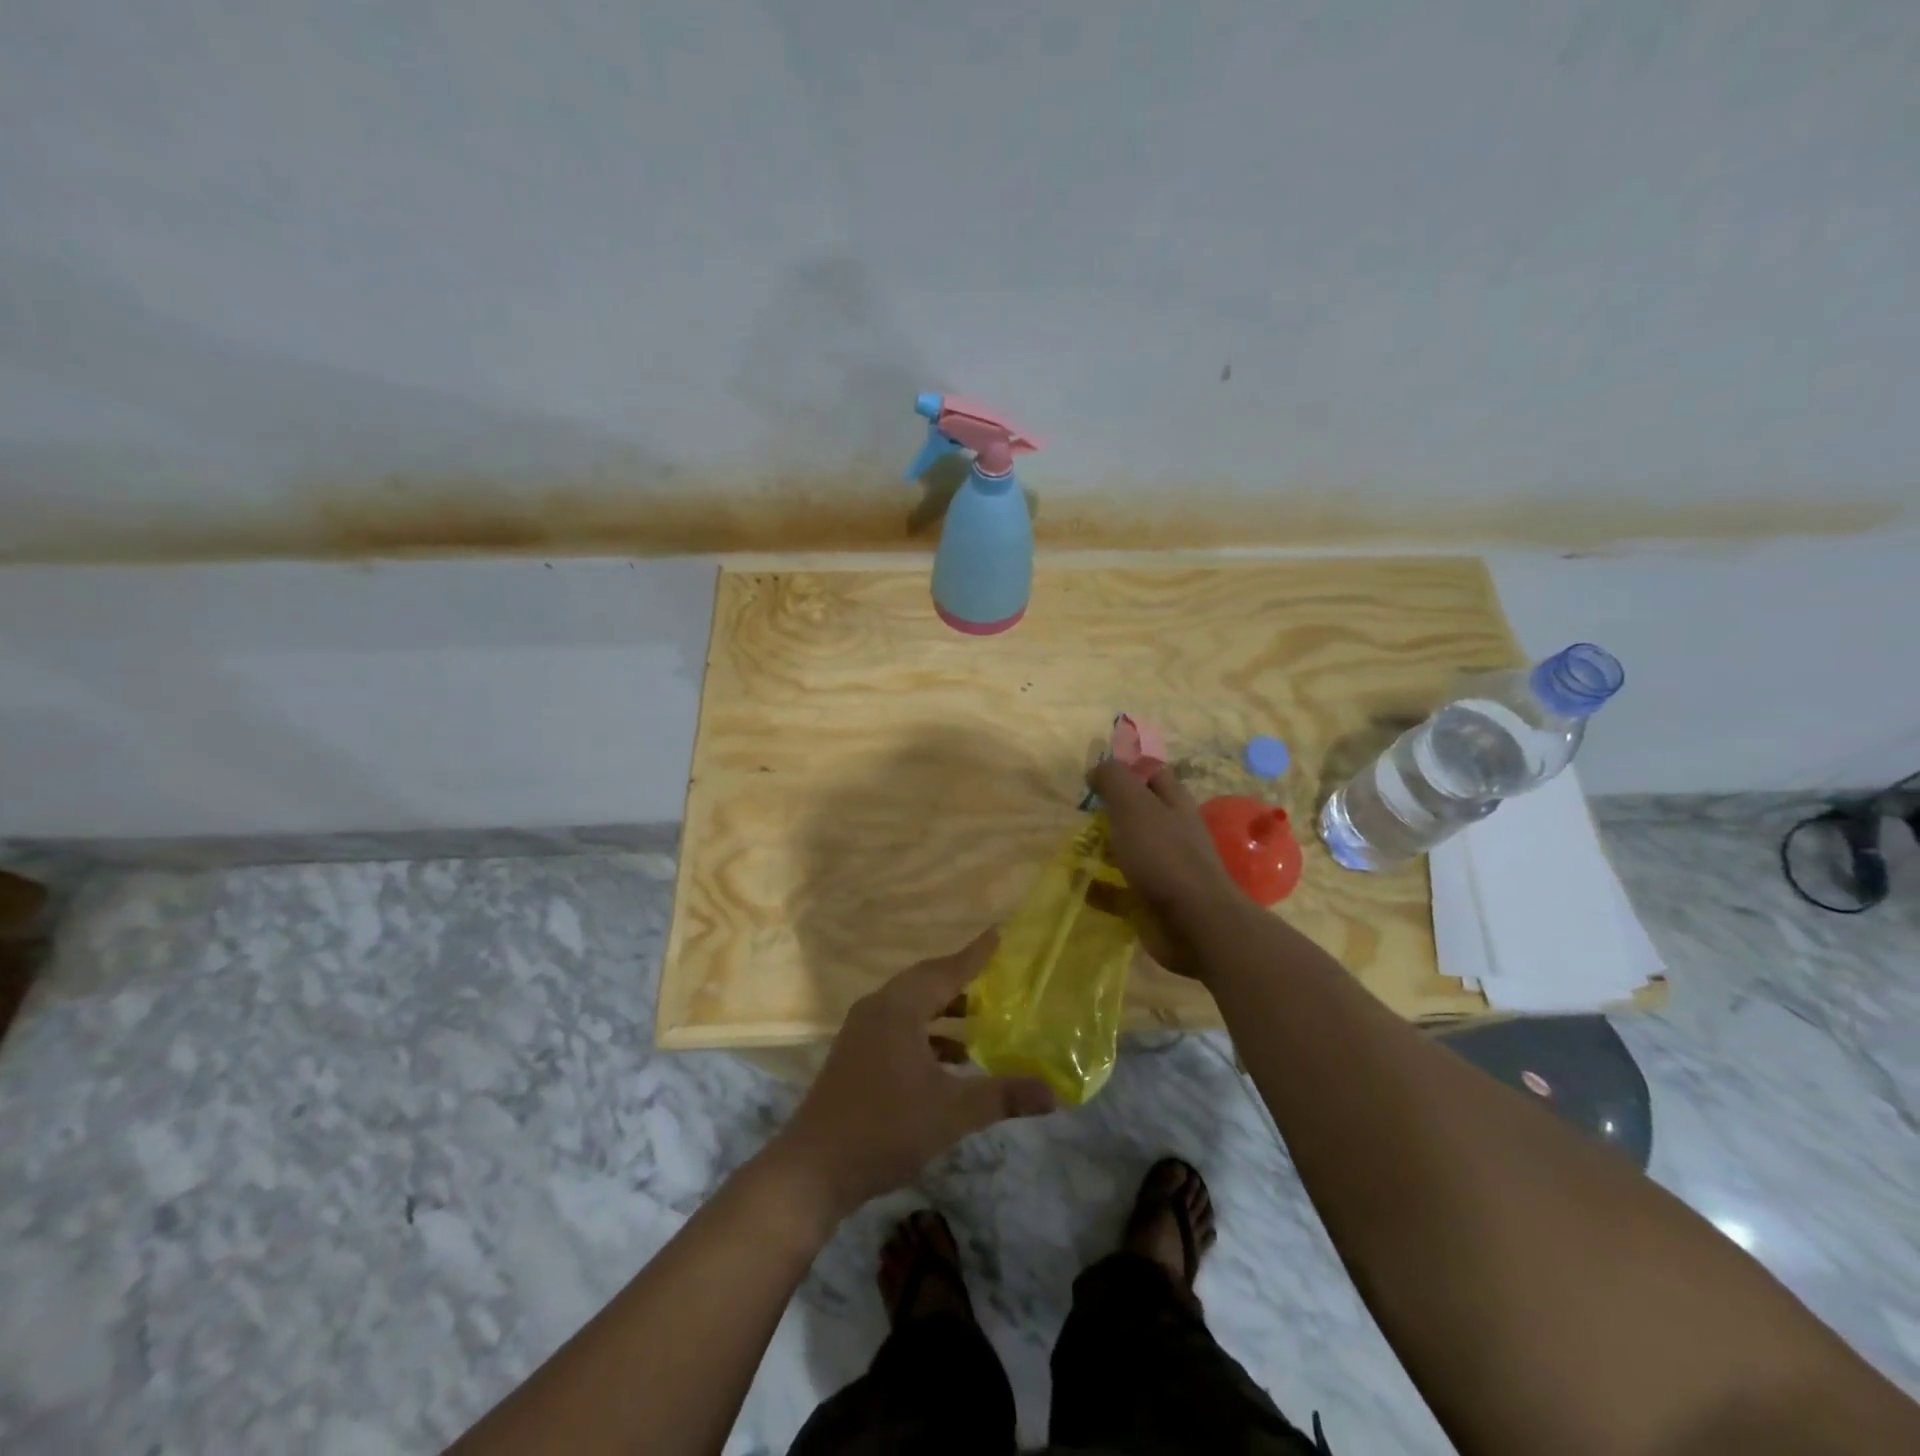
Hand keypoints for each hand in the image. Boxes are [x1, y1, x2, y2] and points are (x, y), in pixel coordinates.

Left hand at [767, 931, 1056, 1224]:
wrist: (813, 1169)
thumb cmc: (885, 1128)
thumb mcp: (952, 1112)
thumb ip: (1003, 1097)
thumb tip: (1054, 1094)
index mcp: (898, 1008)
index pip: (945, 970)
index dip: (975, 955)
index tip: (998, 935)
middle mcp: (878, 1009)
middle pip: (926, 983)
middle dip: (961, 981)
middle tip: (996, 977)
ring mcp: (862, 1032)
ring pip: (911, 1007)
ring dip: (944, 1011)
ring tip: (981, 1020)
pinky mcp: (856, 1055)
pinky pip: (899, 1027)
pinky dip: (927, 1033)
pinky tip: (951, 1060)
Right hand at [1088, 759, 1241, 980]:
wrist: (1194, 923)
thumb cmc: (1163, 855)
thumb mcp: (1134, 805)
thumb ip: (1114, 780)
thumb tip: (1097, 769)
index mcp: (1174, 803)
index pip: (1151, 773)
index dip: (1126, 768)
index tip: (1093, 776)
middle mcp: (1173, 832)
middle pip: (1139, 813)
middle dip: (1109, 812)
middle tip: (1079, 814)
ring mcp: (1165, 868)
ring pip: (1129, 851)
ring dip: (1103, 850)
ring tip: (1074, 848)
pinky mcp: (1153, 901)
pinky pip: (1120, 890)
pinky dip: (1100, 887)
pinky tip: (1080, 885)